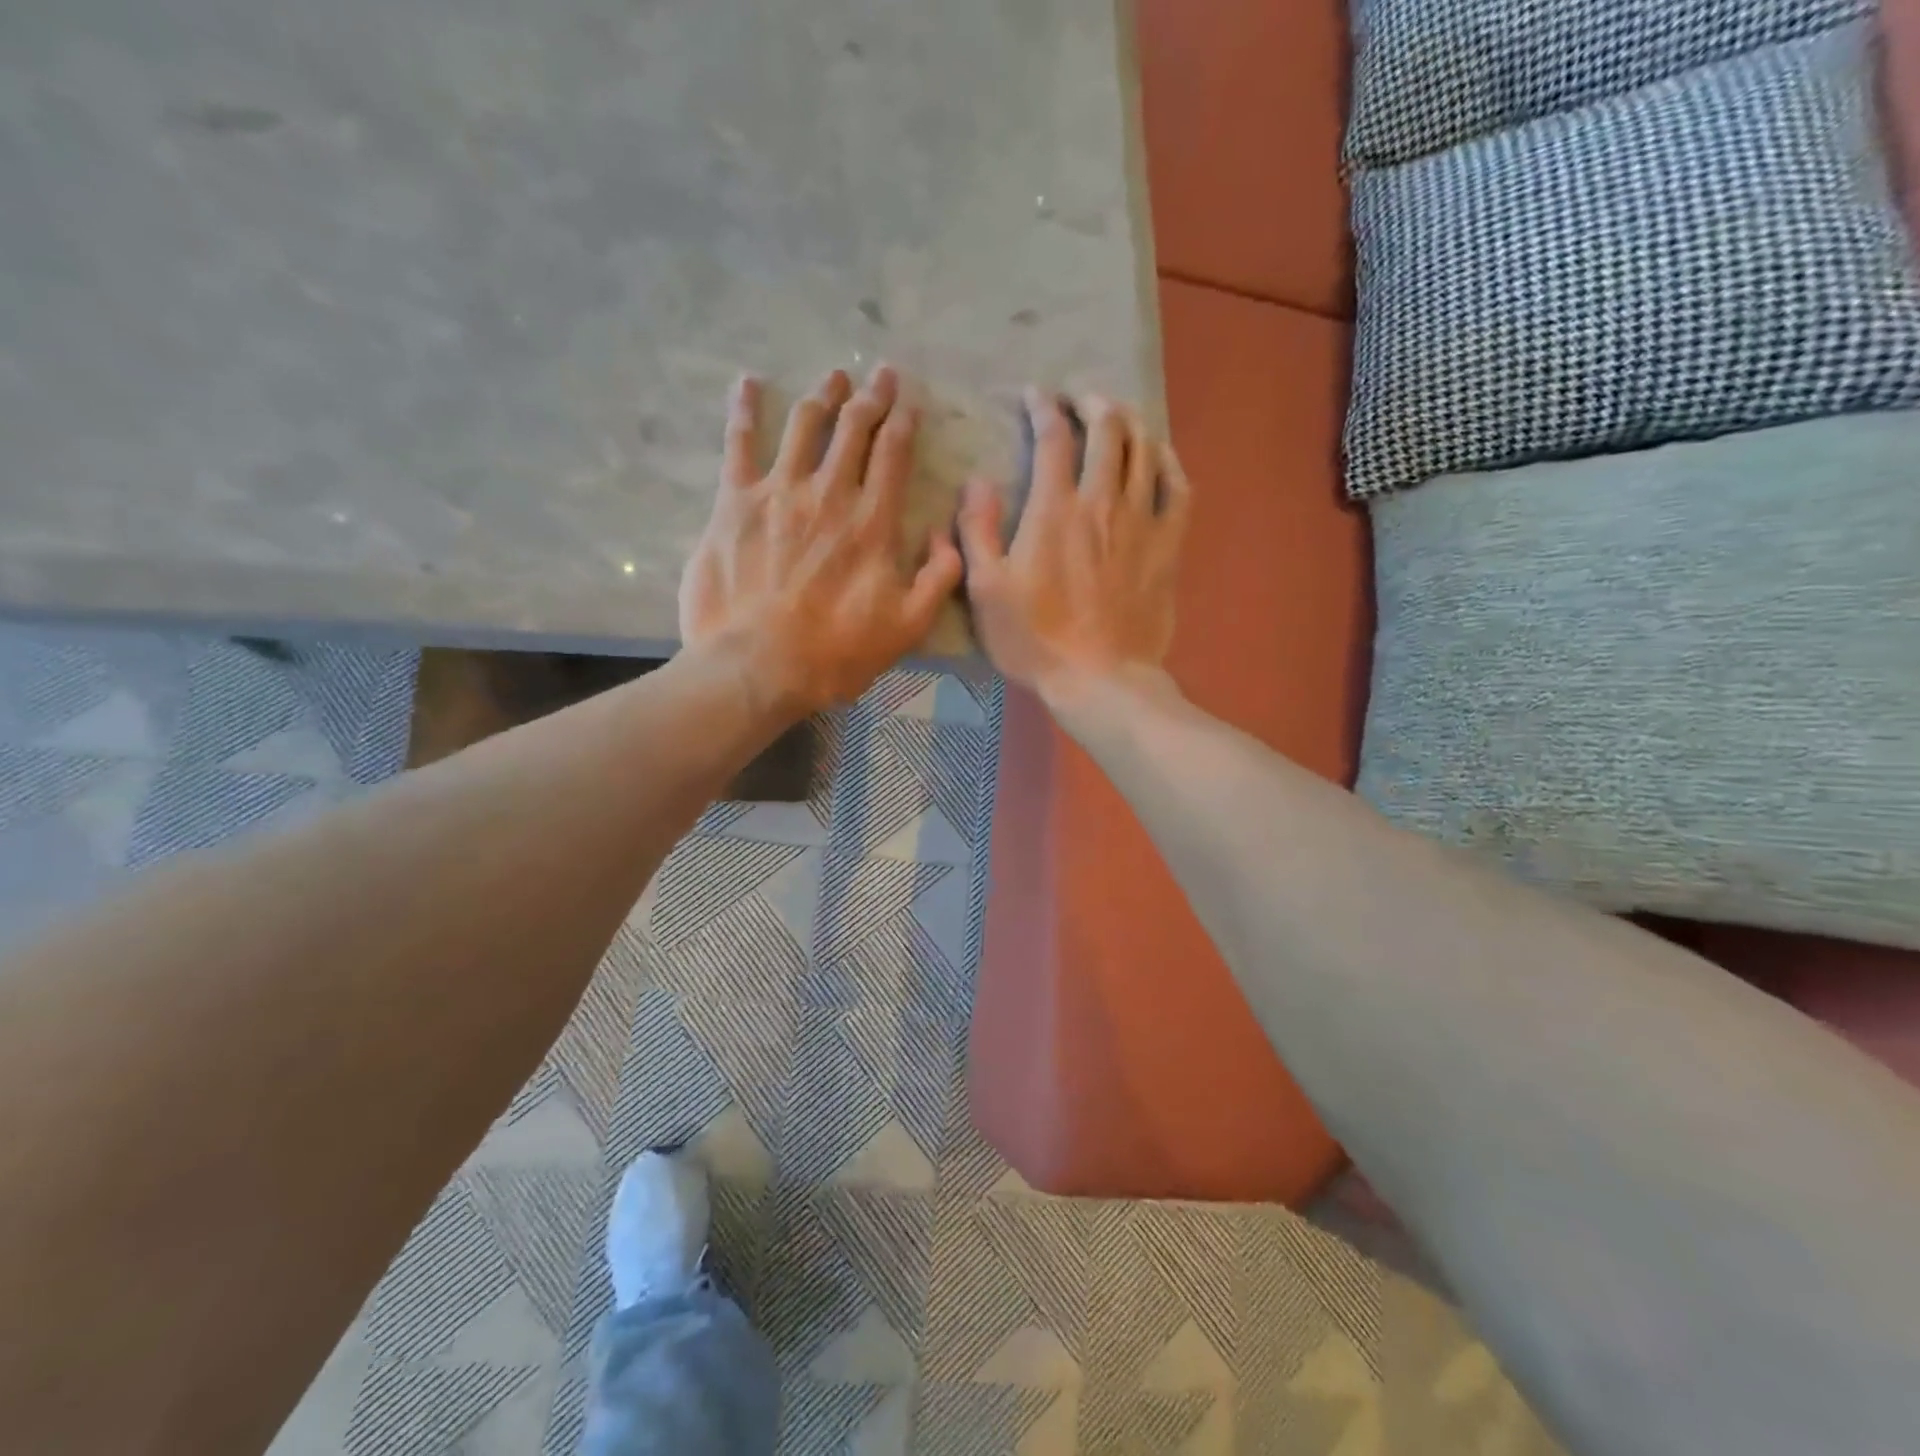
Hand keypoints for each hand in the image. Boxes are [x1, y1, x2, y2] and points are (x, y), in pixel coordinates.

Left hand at [679, 365, 963, 715]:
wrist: (757, 666)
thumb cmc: (836, 653)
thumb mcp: (908, 627)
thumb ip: (939, 578)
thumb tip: (948, 536)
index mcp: (873, 522)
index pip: (893, 454)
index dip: (903, 421)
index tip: (909, 401)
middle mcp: (829, 494)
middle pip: (853, 429)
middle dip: (871, 397)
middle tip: (880, 374)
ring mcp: (778, 493)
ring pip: (804, 425)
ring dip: (823, 396)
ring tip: (834, 377)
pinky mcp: (734, 503)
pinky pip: (739, 444)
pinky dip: (743, 410)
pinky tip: (747, 384)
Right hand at [957, 390, 1188, 703]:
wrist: (1100, 679)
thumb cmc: (1034, 639)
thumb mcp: (986, 590)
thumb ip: (978, 531)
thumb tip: (976, 481)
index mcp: (1054, 510)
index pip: (1053, 437)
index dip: (1043, 407)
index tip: (1034, 395)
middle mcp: (1102, 502)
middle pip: (1107, 430)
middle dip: (1092, 403)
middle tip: (1079, 401)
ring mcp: (1141, 522)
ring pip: (1143, 450)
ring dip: (1129, 423)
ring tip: (1116, 417)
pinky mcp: (1168, 546)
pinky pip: (1179, 488)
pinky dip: (1169, 462)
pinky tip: (1159, 455)